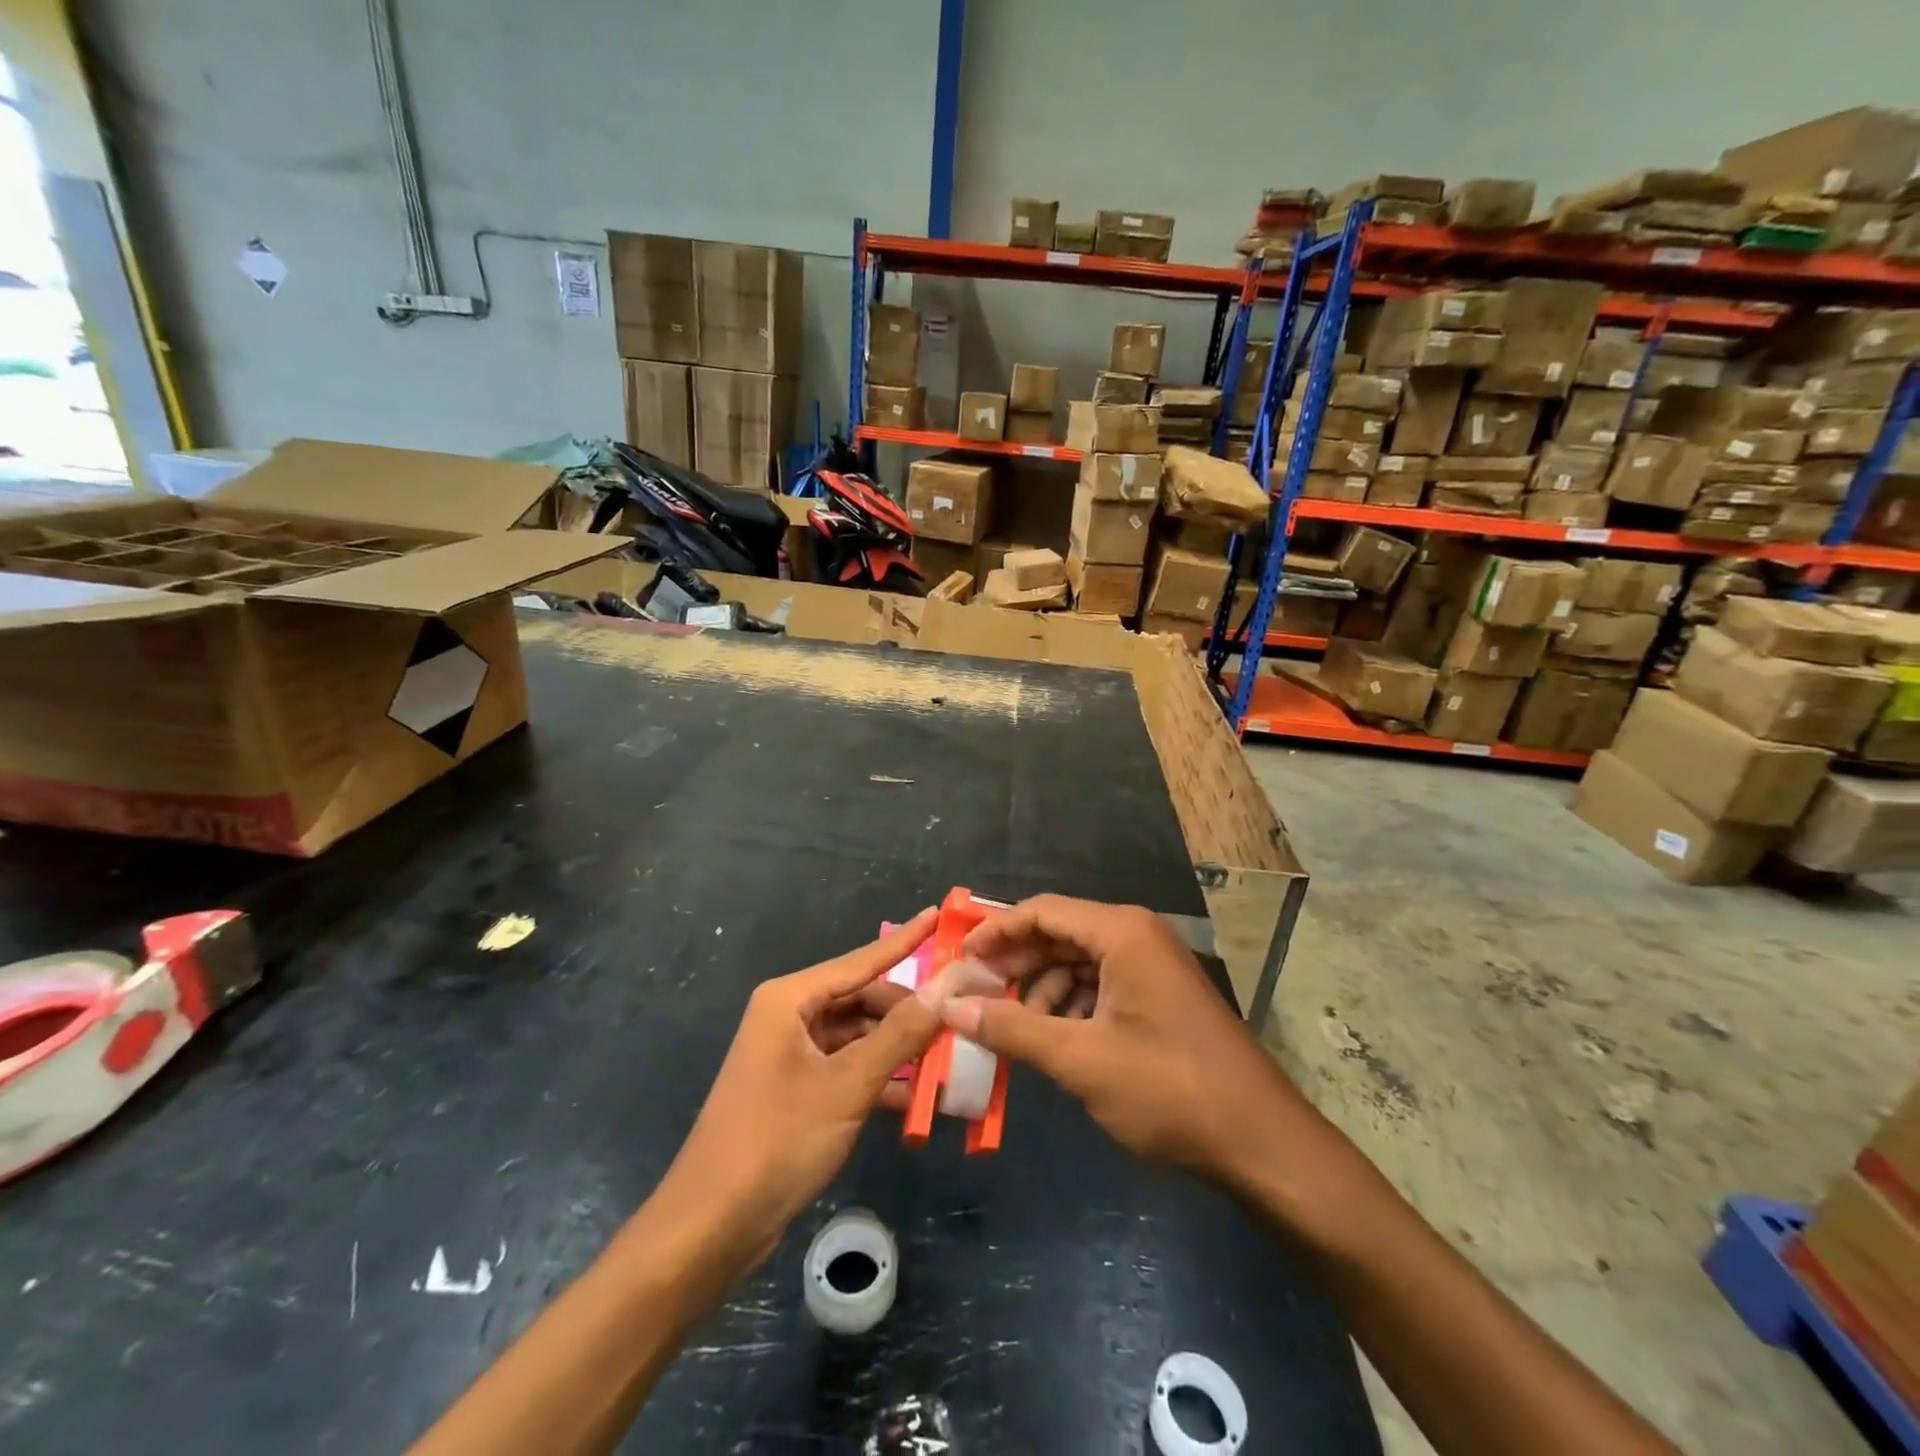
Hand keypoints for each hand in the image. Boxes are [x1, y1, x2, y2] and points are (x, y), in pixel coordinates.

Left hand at [657, 909, 993, 1269]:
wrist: (710, 1228)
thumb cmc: (777, 1141)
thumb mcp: (848, 1085)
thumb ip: (902, 1033)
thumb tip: (948, 985)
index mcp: (791, 999)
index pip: (862, 959)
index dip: (905, 940)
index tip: (939, 915)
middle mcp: (790, 1017)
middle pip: (864, 1000)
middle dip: (910, 1013)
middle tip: (961, 1020)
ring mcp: (792, 1055)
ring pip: (860, 1037)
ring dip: (900, 1051)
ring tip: (951, 1061)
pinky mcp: (797, 1090)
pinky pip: (848, 1069)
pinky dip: (880, 1080)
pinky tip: (919, 1099)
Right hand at [945, 895, 1325, 1185]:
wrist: (1261, 1142)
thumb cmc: (1168, 1089)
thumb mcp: (1080, 1059)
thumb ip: (1012, 1028)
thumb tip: (951, 1008)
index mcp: (1121, 932)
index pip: (1042, 912)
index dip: (996, 932)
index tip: (959, 959)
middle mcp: (1136, 935)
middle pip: (1059, 934)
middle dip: (1015, 963)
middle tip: (974, 994)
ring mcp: (1152, 965)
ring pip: (1078, 962)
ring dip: (1042, 990)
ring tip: (1013, 1028)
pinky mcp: (1159, 996)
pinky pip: (1101, 985)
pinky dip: (1071, 1006)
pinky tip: (1054, 1040)